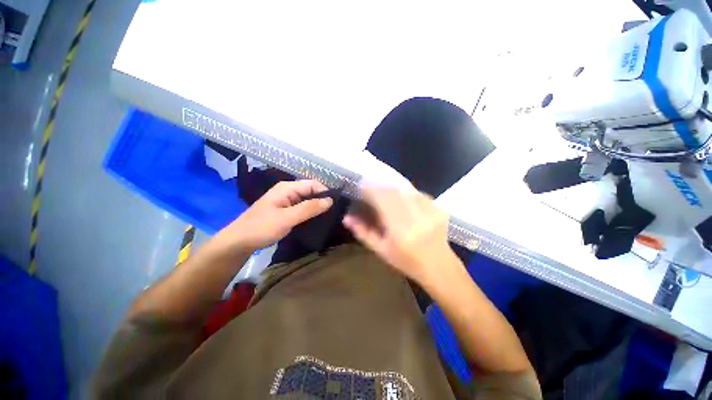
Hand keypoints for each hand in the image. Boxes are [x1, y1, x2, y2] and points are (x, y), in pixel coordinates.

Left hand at [218, 180, 332, 250]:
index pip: (313, 184)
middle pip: (311, 191)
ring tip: (330, 217)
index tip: (336, 205)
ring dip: (317, 207)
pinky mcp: (286, 211)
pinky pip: (303, 208)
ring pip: (308, 200)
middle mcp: (288, 191)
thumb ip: (309, 208)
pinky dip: (311, 213)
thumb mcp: (287, 218)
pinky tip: (318, 220)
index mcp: (287, 188)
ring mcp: (287, 201)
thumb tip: (330, 200)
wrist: (239, 242)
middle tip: (335, 213)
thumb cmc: (261, 227)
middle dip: (322, 200)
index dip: (325, 192)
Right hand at [343, 186, 453, 285]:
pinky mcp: (437, 208)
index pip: (382, 200)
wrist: (437, 265)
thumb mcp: (380, 249)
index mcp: (400, 230)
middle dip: (379, 187)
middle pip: (393, 192)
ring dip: (392, 188)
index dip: (370, 190)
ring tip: (385, 192)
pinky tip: (402, 199)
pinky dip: (406, 192)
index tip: (361, 188)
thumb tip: (346, 218)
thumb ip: (363, 232)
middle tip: (371, 188)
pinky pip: (417, 193)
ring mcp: (429, 211)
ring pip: (405, 190)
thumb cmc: (405, 261)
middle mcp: (416, 217)